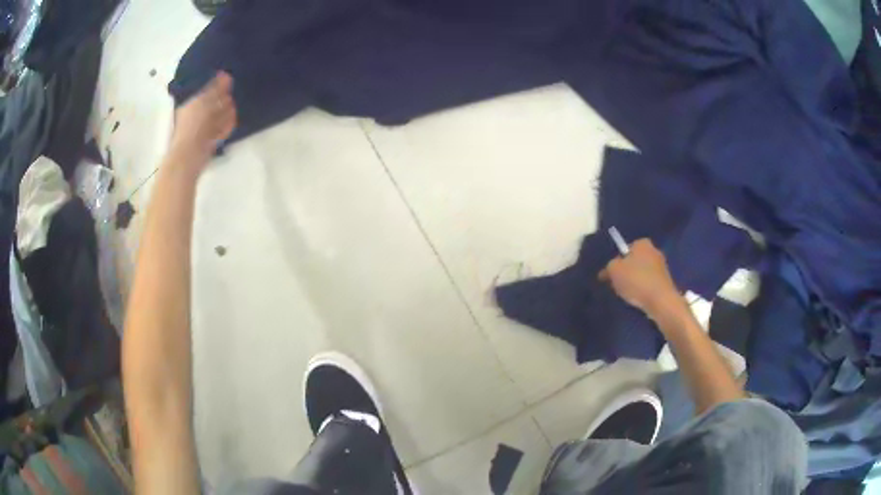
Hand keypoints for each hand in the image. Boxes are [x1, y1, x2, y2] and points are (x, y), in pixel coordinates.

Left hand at [168, 72, 236, 170]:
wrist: (189, 156)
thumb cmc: (194, 126)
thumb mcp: (204, 102)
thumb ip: (216, 89)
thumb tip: (226, 74)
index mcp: (190, 105)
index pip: (206, 93)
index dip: (218, 88)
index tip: (229, 84)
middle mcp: (194, 117)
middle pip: (212, 105)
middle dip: (222, 102)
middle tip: (230, 100)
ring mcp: (201, 131)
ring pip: (217, 118)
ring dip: (225, 114)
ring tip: (232, 112)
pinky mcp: (208, 143)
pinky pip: (218, 131)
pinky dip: (225, 127)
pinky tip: (230, 123)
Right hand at [598, 238, 683, 318]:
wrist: (660, 301)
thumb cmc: (636, 280)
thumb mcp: (614, 270)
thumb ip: (609, 267)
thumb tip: (608, 270)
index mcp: (642, 243)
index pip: (624, 249)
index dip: (616, 262)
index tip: (610, 275)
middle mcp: (654, 250)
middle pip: (634, 261)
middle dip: (625, 271)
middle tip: (616, 285)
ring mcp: (662, 266)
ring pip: (641, 273)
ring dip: (634, 281)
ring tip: (627, 294)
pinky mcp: (666, 281)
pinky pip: (649, 284)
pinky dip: (643, 290)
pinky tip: (638, 299)